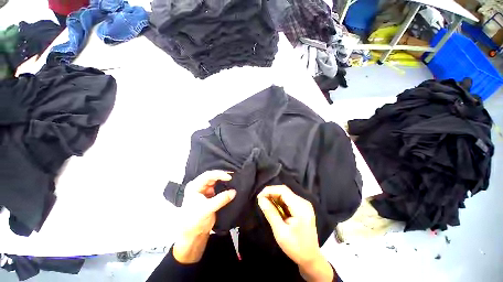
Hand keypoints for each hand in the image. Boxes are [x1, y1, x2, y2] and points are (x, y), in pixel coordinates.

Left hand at [173, 170, 235, 263]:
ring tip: (233, 181)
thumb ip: (221, 199)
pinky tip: (230, 187)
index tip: (229, 177)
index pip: (208, 175)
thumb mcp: (207, 209)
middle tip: (233, 177)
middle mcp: (199, 186)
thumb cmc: (194, 221)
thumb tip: (234, 192)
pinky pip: (218, 188)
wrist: (192, 235)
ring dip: (224, 182)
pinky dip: (224, 188)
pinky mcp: (210, 196)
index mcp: (194, 186)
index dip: (219, 174)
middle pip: (212, 177)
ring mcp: (204, 191)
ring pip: (216, 182)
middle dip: (223, 177)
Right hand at [257, 185, 333, 281]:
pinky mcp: (301, 208)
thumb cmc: (296, 247)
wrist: (310, 258)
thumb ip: (271, 213)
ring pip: (285, 195)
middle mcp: (303, 202)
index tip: (259, 197)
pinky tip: (273, 207)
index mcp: (301, 207)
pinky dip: (279, 202)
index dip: (270, 190)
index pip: (283, 190)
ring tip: (265, 204)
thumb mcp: (281, 232)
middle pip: (284, 191)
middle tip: (260, 201)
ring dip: (274, 198)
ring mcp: (303, 205)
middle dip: (271, 194)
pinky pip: (288, 200)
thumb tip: (261, 199)